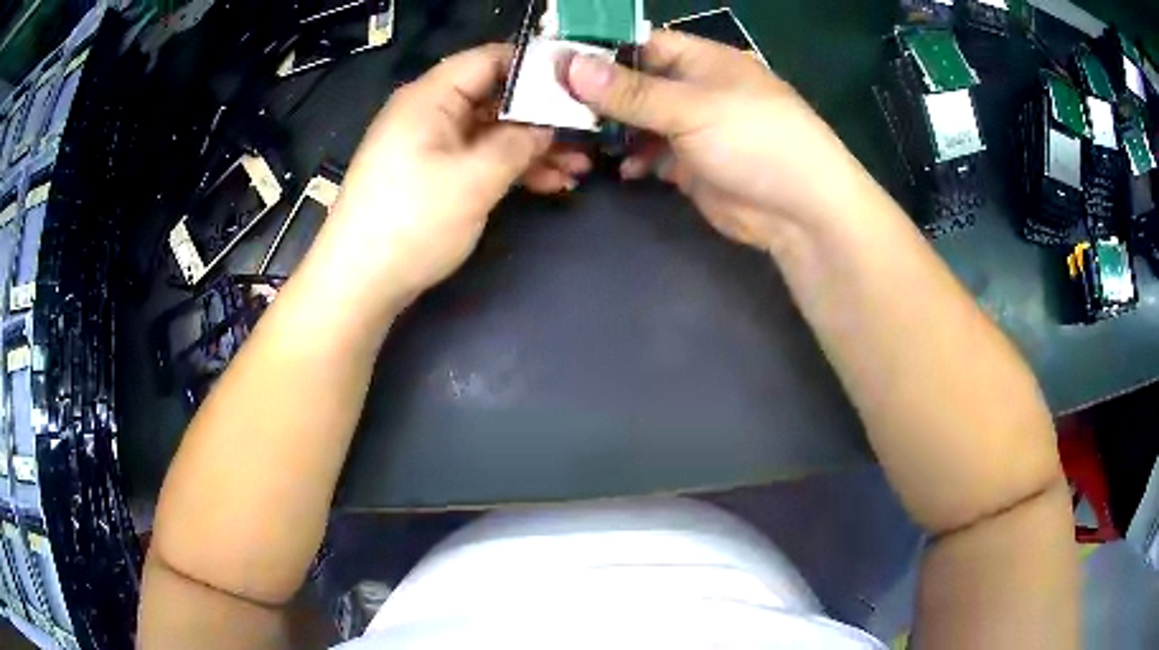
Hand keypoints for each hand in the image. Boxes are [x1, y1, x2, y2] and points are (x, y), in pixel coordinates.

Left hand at [316, 44, 552, 313]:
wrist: (358, 284)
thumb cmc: (412, 223)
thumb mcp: (475, 179)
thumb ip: (519, 143)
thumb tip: (547, 126)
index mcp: (431, 97)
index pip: (490, 59)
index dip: (537, 68)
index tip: (579, 87)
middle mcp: (430, 112)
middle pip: (495, 97)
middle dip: (543, 116)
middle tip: (588, 135)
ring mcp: (429, 145)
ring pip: (491, 131)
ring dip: (534, 148)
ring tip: (578, 168)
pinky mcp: (431, 174)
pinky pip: (478, 158)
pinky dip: (511, 168)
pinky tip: (549, 184)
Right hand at [565, 31, 864, 252]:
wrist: (801, 211)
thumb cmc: (755, 140)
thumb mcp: (691, 108)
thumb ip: (630, 91)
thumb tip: (568, 65)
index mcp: (700, 60)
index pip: (639, 43)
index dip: (598, 51)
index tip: (554, 64)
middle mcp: (694, 88)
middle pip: (634, 83)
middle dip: (597, 95)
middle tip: (551, 107)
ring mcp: (693, 128)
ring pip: (639, 120)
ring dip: (612, 130)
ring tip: (577, 140)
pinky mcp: (692, 164)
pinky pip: (652, 154)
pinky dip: (635, 159)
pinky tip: (623, 169)